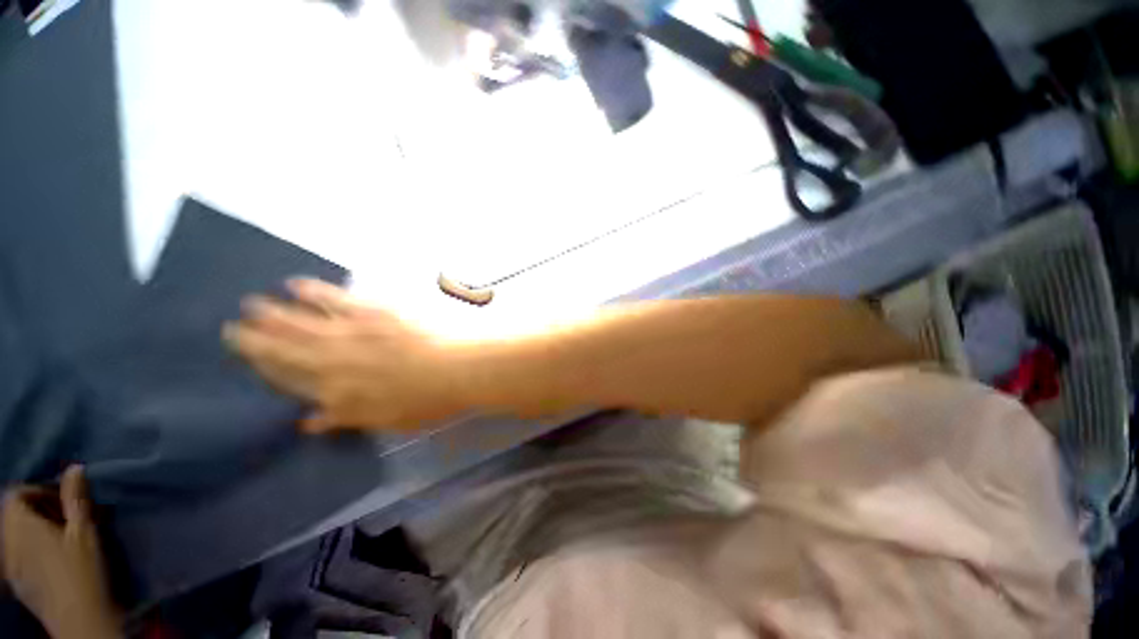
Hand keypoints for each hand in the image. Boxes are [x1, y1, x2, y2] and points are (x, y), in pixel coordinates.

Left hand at [1, 466, 120, 638]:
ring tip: (60, 539)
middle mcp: (8, 541)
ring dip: (33, 530)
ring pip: (14, 536)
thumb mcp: (85, 531)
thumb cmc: (82, 570)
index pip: (16, 495)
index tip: (62, 501)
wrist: (79, 618)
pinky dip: (31, 549)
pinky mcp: (16, 580)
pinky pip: (16, 554)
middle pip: (13, 515)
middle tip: (64, 519)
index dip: (37, 491)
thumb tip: (75, 469)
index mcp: (20, 525)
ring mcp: (10, 564)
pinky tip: (51, 561)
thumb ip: (76, 498)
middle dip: (36, 512)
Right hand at [225, 279, 464, 432]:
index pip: (289, 381)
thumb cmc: (428, 401)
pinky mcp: (374, 312)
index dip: (264, 368)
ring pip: (302, 322)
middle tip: (233, 327)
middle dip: (256, 338)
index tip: (245, 357)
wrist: (459, 370)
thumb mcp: (386, 421)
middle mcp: (334, 362)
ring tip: (251, 304)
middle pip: (285, 349)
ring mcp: (353, 333)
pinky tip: (295, 283)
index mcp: (336, 394)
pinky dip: (313, 290)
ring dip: (275, 313)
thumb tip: (307, 421)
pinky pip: (335, 298)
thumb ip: (345, 419)